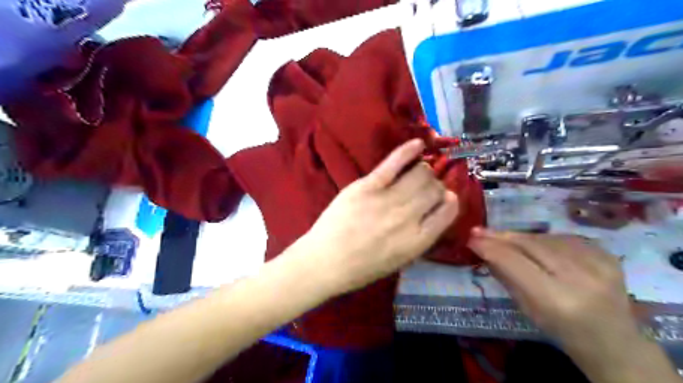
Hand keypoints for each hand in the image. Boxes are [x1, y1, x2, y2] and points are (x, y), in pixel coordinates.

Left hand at [299, 139, 454, 294]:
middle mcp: (408, 217)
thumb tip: (433, 214)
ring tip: (417, 172)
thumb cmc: (361, 268)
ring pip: (419, 173)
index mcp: (418, 240)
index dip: (449, 200)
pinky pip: (393, 163)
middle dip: (434, 185)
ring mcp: (387, 199)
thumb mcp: (399, 261)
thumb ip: (419, 238)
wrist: (324, 262)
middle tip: (425, 186)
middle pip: (434, 189)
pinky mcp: (367, 186)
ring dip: (423, 170)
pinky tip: (417, 143)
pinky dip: (407, 151)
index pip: (447, 211)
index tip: (445, 197)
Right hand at [471, 230, 682, 382]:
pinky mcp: (608, 255)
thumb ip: (504, 275)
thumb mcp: (526, 308)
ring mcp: (598, 264)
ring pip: (545, 238)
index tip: (471, 238)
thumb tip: (482, 248)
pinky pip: (563, 238)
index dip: (489, 247)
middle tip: (479, 231)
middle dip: (501, 236)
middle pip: (530, 244)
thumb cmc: (561, 330)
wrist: (612, 341)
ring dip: (520, 237)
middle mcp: (579, 278)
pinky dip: (543, 239)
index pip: (514, 262)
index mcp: (556, 299)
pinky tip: (533, 244)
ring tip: (503, 238)